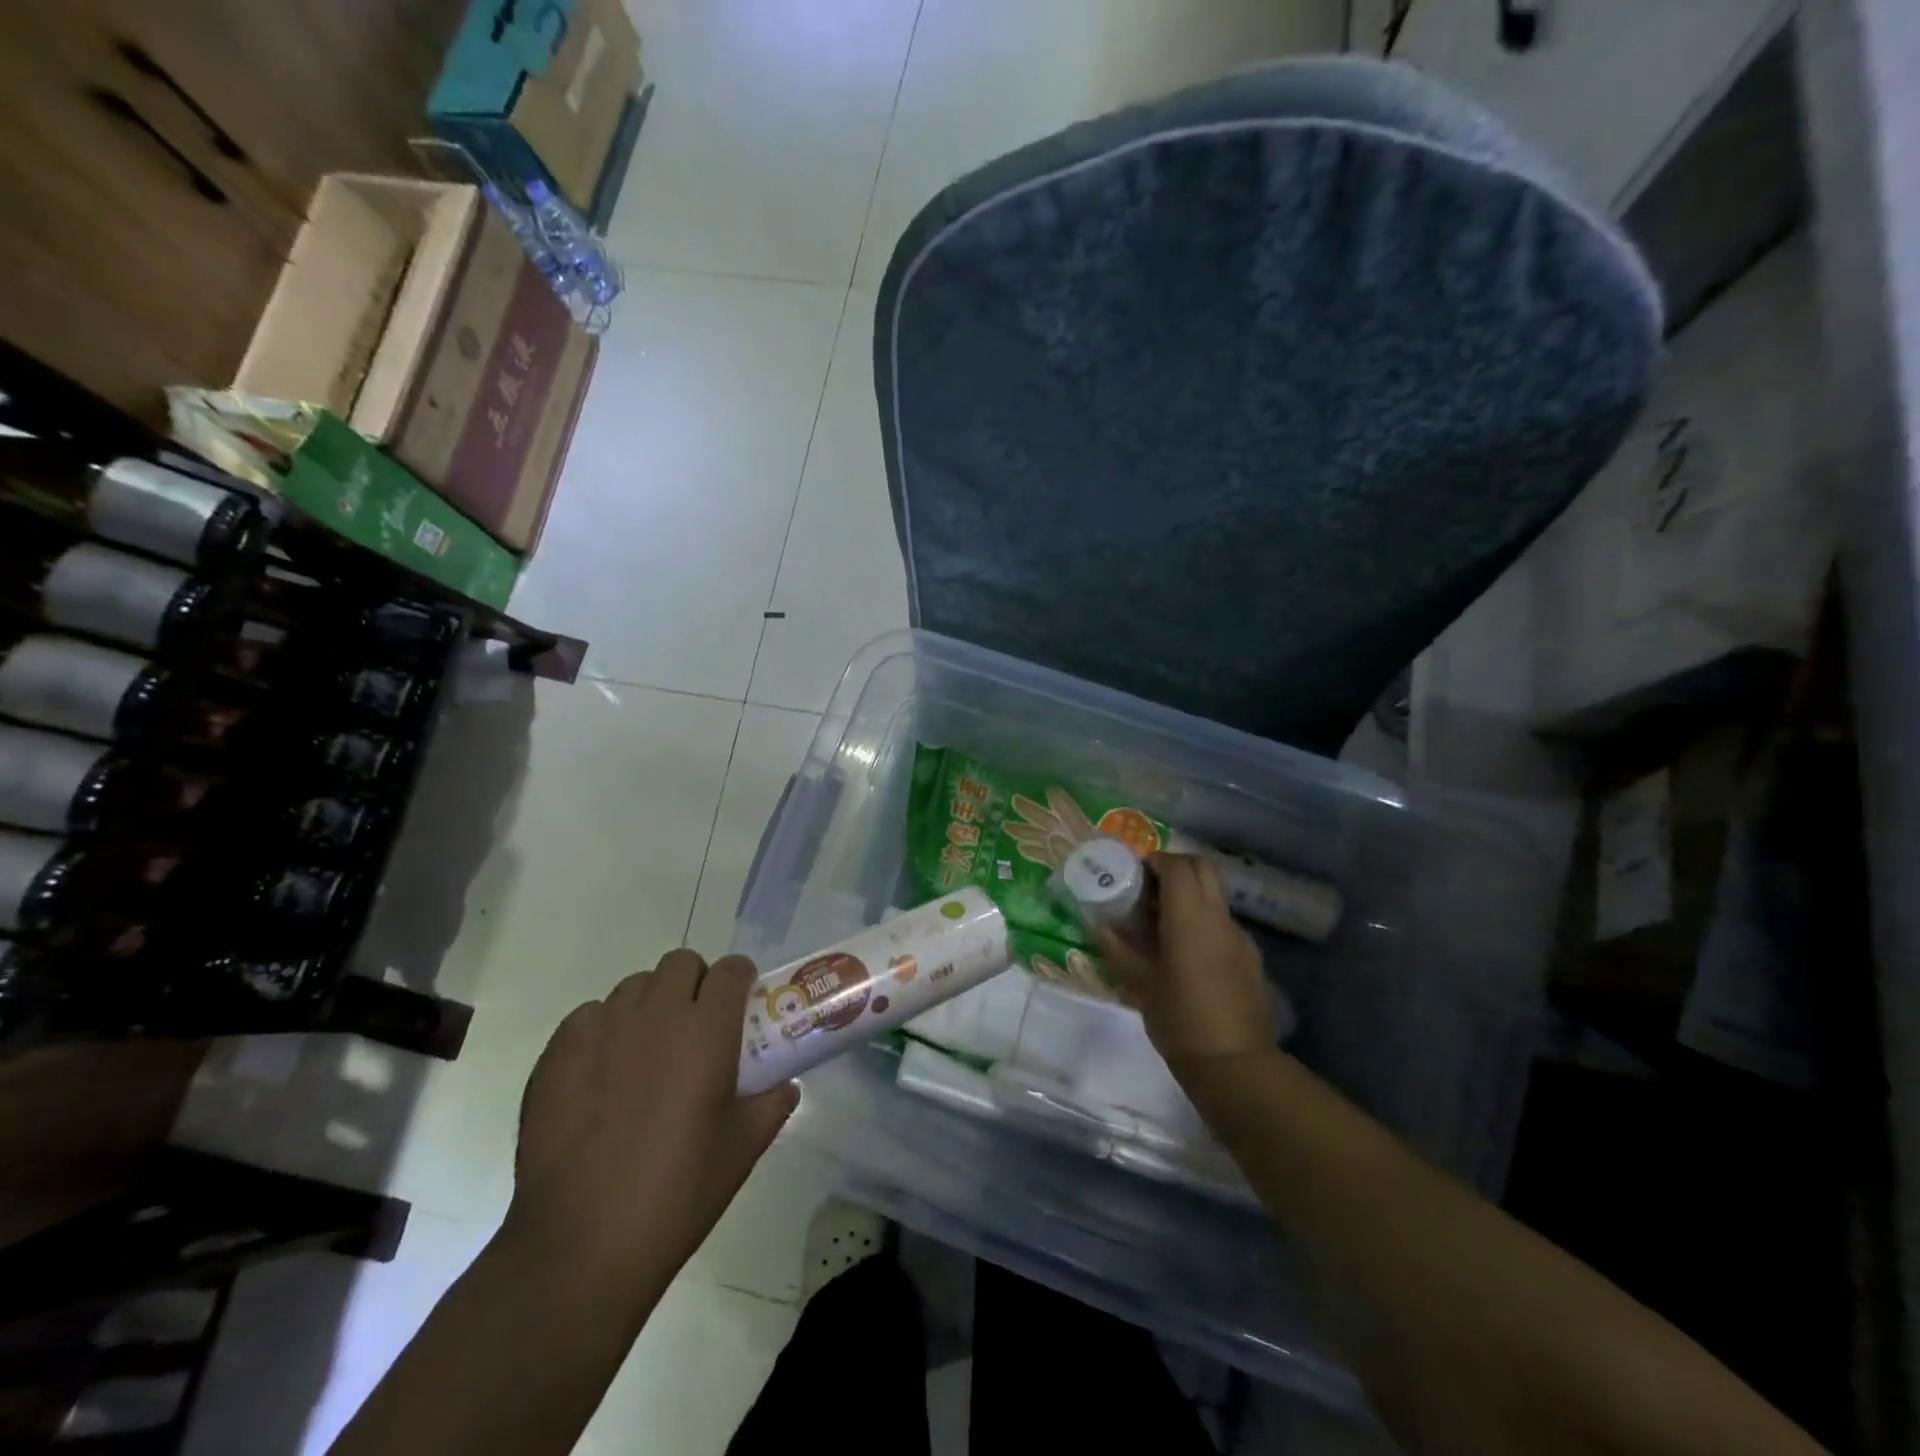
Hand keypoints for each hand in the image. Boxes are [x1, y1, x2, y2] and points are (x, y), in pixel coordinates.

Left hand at [506, 951, 798, 1291]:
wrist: (580, 1245)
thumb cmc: (676, 1194)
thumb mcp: (742, 1151)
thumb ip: (771, 1104)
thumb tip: (784, 1085)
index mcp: (706, 1031)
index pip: (731, 970)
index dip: (740, 980)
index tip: (741, 1003)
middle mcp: (656, 1015)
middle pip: (681, 963)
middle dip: (695, 983)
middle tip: (695, 1025)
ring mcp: (602, 1030)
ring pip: (634, 986)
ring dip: (650, 1003)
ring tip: (647, 1050)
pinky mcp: (557, 1053)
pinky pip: (588, 1016)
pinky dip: (603, 1029)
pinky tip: (602, 1073)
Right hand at [1099, 853, 1278, 1073]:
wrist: (1235, 1066)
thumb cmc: (1179, 1020)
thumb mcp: (1140, 984)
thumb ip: (1119, 949)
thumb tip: (1101, 926)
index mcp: (1189, 917)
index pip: (1177, 865)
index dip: (1155, 861)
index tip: (1135, 875)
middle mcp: (1219, 918)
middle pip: (1203, 868)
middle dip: (1176, 869)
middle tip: (1150, 891)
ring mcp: (1240, 937)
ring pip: (1215, 897)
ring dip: (1190, 898)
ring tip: (1165, 928)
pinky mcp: (1252, 959)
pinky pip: (1224, 925)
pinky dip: (1204, 924)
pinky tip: (1189, 958)